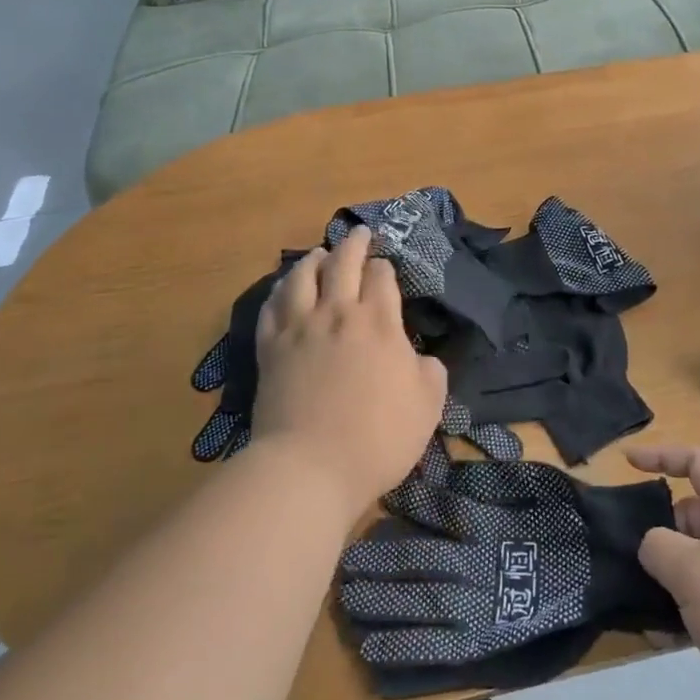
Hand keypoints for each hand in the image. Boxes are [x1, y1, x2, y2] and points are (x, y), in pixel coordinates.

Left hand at [251, 227, 447, 523]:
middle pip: (342, 262)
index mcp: (379, 322)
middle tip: (359, 233)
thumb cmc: (379, 438)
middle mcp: (337, 313)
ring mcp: (298, 328)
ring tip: (319, 254)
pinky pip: (271, 307)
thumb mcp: (428, 405)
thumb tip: (420, 357)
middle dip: (353, 243)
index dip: (384, 267)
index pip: (381, 276)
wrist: (310, 467)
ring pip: (301, 276)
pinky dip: (279, 290)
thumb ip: (430, 371)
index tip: (386, 268)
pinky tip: (283, 289)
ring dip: (313, 259)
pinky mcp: (269, 349)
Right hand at [628, 446, 699, 699]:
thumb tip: (654, 546)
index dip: (662, 455)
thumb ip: (658, 547)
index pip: (698, 462)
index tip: (628, 463)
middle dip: (659, 533)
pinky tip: (665, 638)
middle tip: (628, 559)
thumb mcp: (692, 571)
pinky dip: (688, 611)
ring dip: (670, 579)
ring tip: (640, 606)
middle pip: (694, 516)